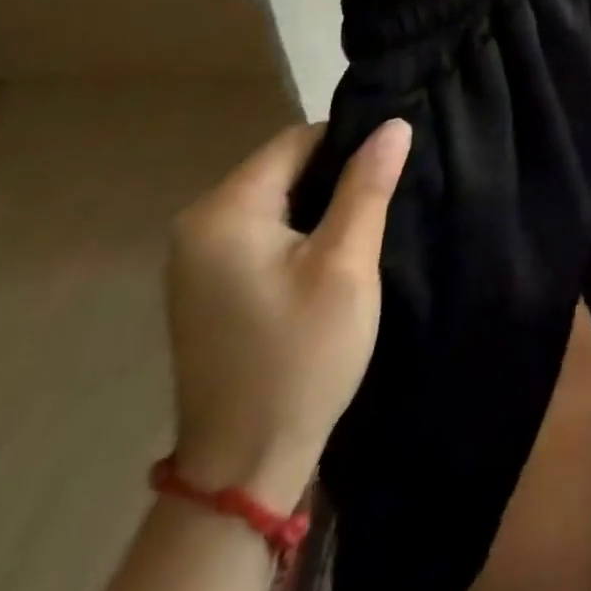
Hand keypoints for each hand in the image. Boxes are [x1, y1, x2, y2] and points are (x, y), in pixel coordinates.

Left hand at [165, 119, 411, 508]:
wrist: (245, 466)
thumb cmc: (301, 355)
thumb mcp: (346, 263)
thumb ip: (367, 186)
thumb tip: (393, 124)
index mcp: (224, 211)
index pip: (297, 140)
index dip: (350, 144)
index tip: (391, 169)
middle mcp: (198, 224)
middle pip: (284, 166)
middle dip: (337, 176)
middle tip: (386, 199)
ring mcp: (197, 257)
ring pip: (277, 198)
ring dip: (321, 205)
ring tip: (366, 224)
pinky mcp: (209, 284)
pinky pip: (263, 229)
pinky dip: (301, 230)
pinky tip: (331, 255)